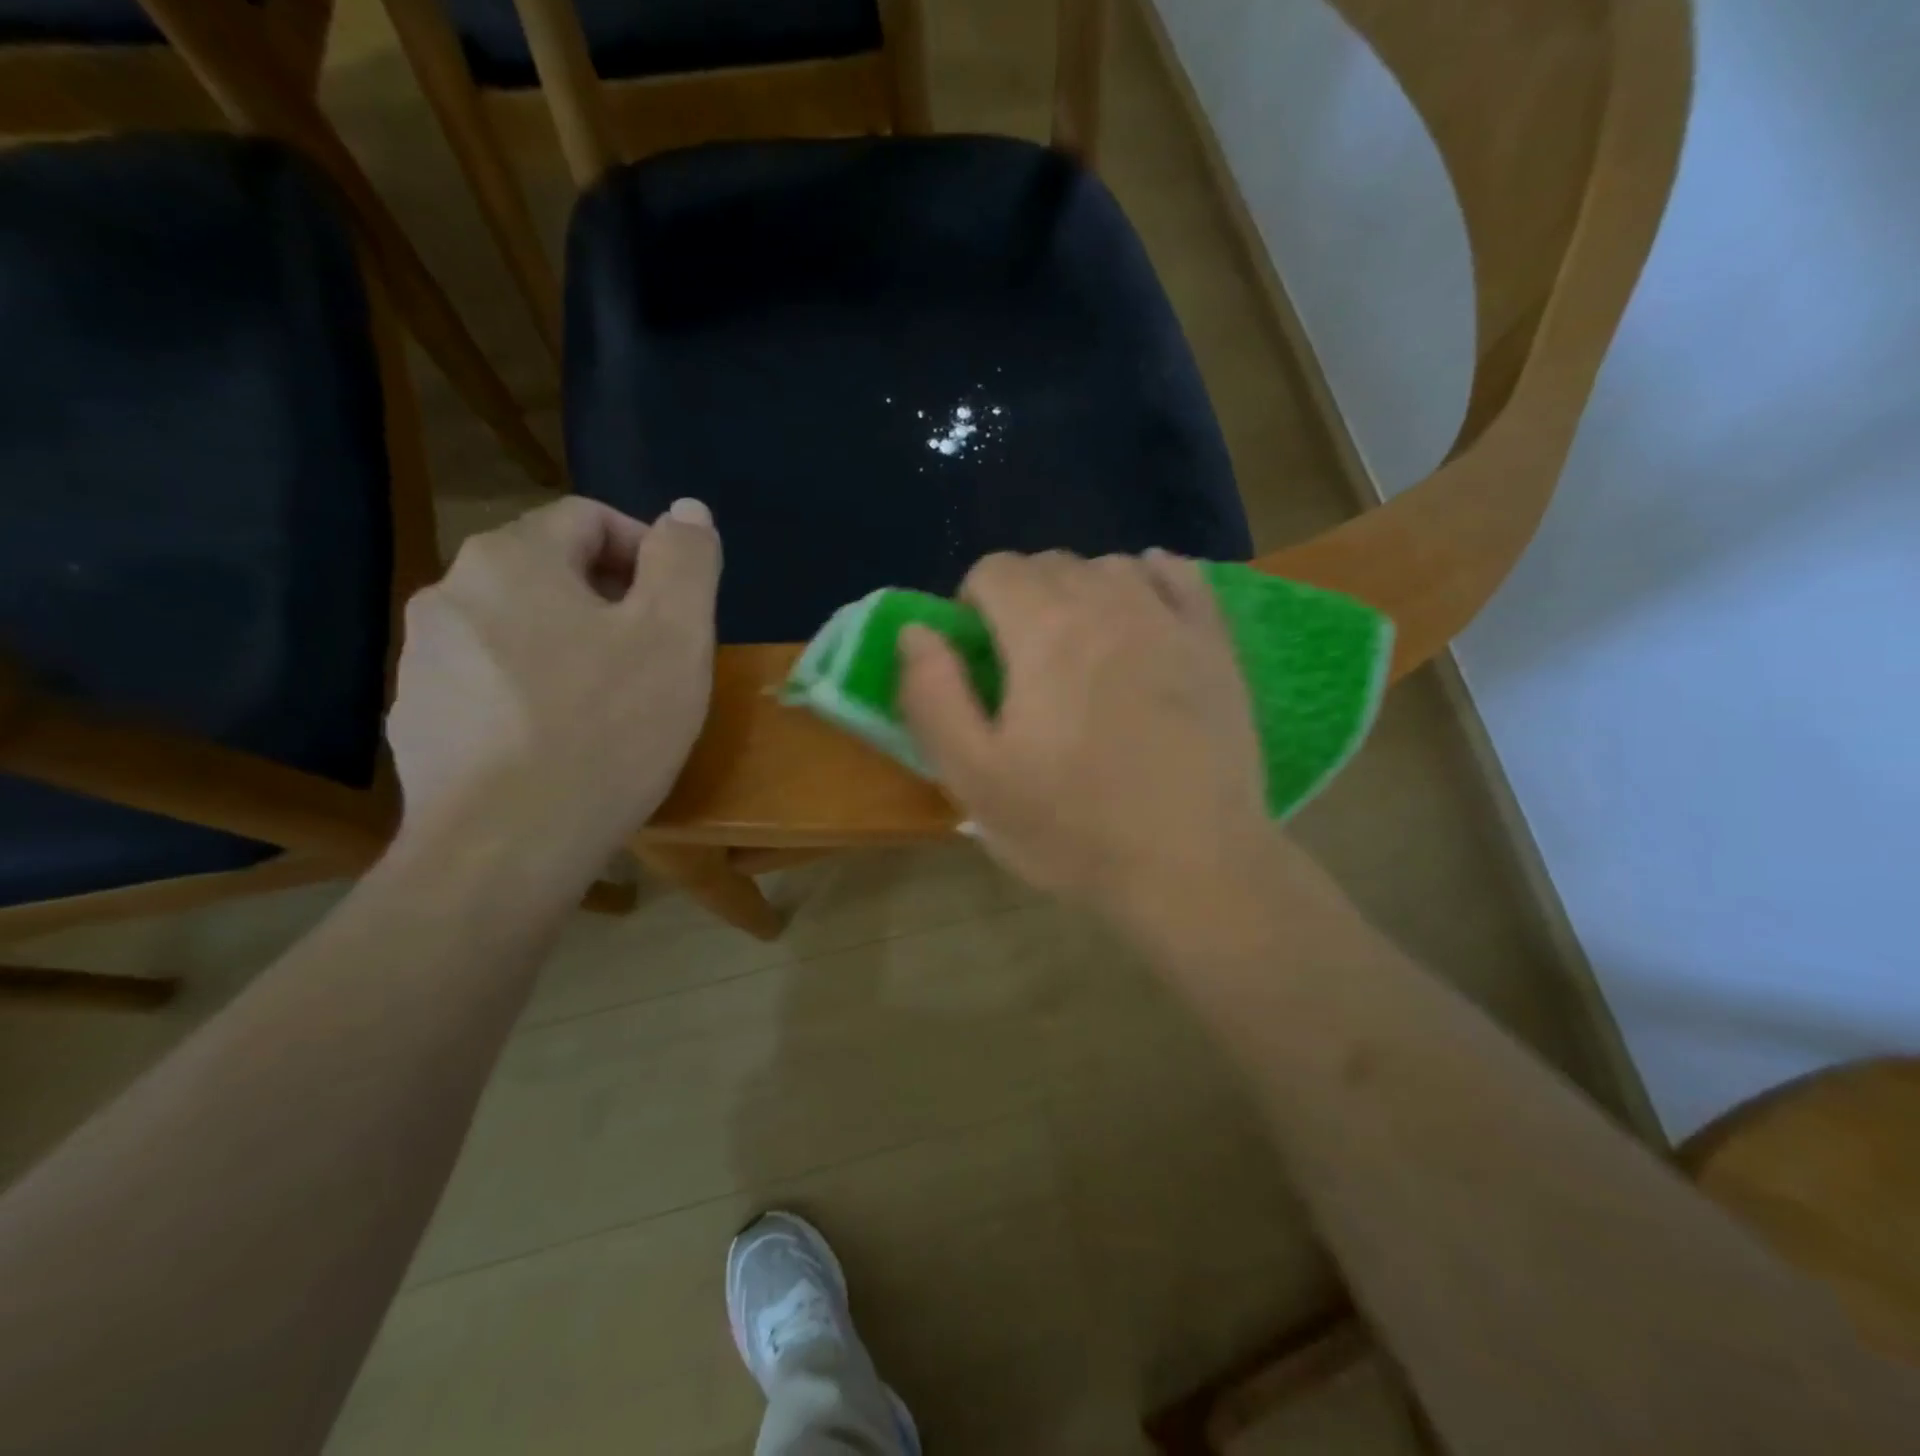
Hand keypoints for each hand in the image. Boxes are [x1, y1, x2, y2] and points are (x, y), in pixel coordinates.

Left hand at [386, 497, 720, 877]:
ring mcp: (424, 663)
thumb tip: (687, 512)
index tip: (680, 610)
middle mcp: (451, 594)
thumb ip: (687, 559)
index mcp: (512, 559)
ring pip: (520, 631)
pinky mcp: (420, 723)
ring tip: (613, 708)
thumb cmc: (606, 729)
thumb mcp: (675, 634)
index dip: (648, 553)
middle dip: (613, 605)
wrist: (506, 849)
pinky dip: (533, 696)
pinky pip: (491, 686)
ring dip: (571, 650)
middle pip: (551, 574)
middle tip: (657, 662)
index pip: (590, 519)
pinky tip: (563, 746)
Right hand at [897, 550, 1276, 926]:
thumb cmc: (1074, 829)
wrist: (1194, 868)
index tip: (979, 657)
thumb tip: (916, 631)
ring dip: (1081, 592)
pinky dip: (1149, 579)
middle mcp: (1108, 602)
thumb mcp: (974, 778)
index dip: (972, 605)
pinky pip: (1179, 575)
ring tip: (1082, 649)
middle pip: (1049, 564)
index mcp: (1044, 630)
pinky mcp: (1215, 643)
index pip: (993, 570)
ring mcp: (1170, 618)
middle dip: (1022, 598)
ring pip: (1109, 567)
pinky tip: (1142, 610)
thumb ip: (931, 695)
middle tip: (1024, 664)